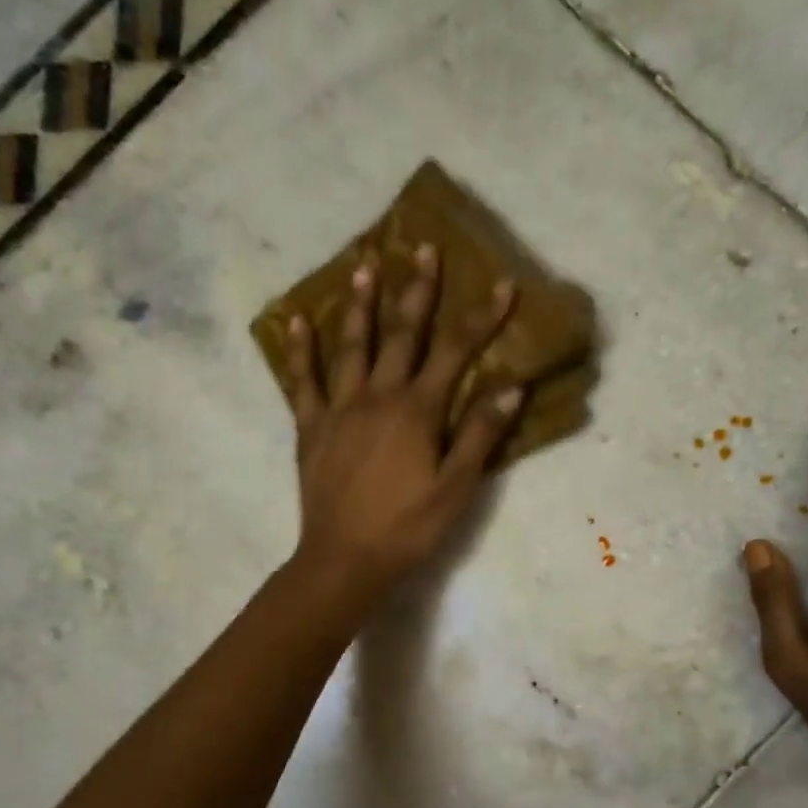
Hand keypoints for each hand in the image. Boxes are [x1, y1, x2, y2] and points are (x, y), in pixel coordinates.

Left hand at [283, 243, 523, 606]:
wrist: (344, 560)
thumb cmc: (408, 527)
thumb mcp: (456, 487)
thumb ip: (480, 434)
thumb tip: (511, 386)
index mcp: (416, 411)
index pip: (456, 352)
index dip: (481, 317)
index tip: (502, 284)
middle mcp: (377, 397)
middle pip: (400, 334)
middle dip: (416, 290)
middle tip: (422, 247)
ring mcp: (338, 409)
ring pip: (350, 345)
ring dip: (359, 303)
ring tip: (363, 263)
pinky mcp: (310, 427)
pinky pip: (303, 380)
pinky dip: (301, 349)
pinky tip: (296, 319)